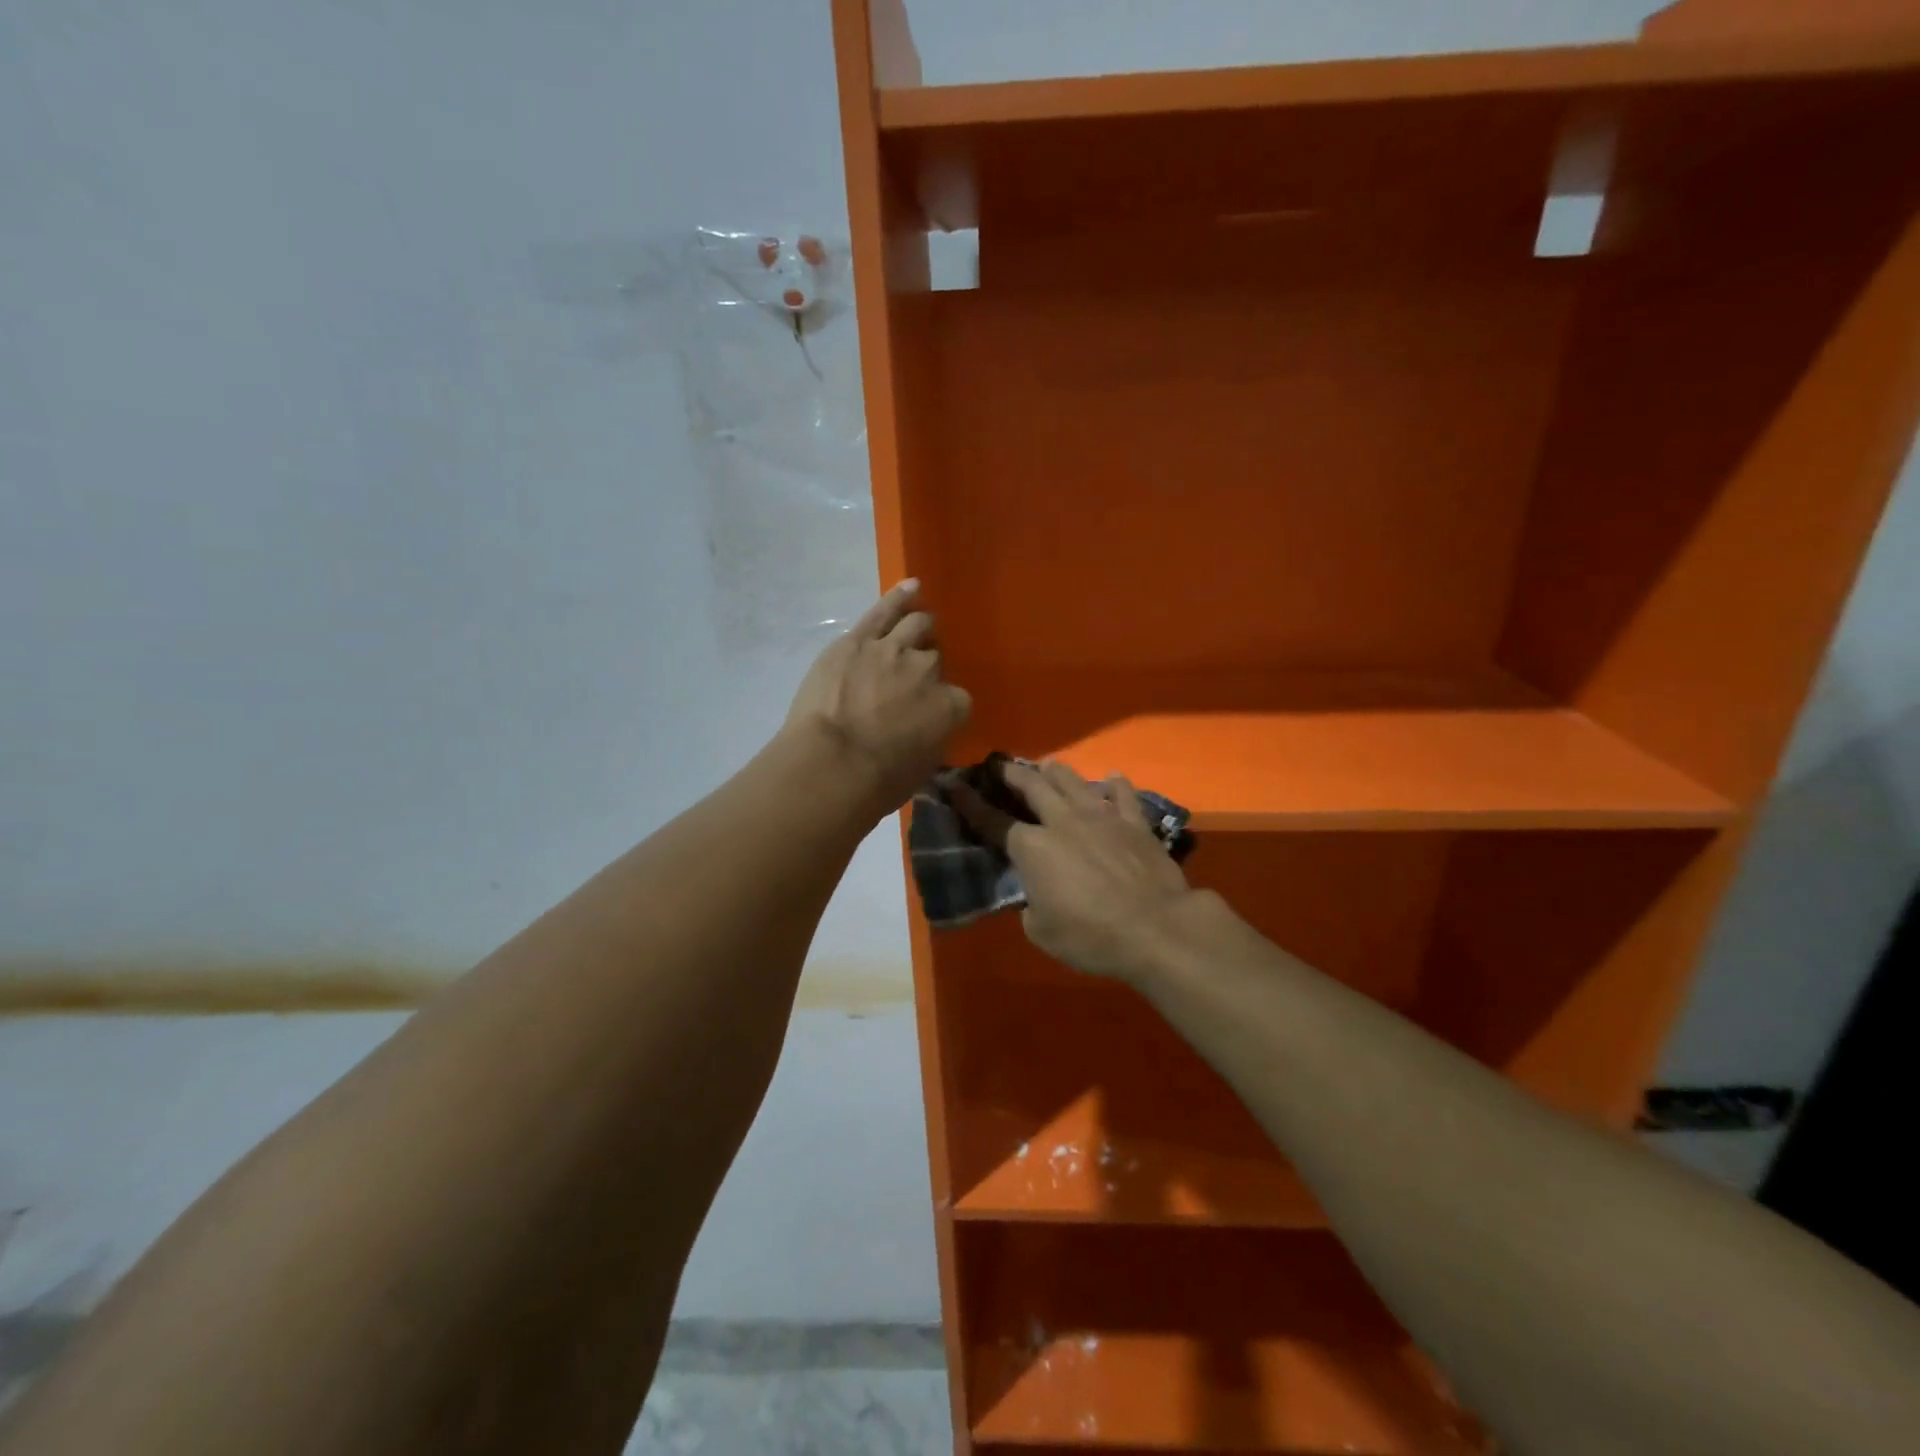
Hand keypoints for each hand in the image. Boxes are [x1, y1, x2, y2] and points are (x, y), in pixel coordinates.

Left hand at [784, 580, 971, 812]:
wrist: (832, 766)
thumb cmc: (877, 783)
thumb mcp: (920, 771)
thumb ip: (931, 743)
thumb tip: (926, 736)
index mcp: (952, 707)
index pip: (957, 700)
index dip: (943, 706)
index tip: (929, 716)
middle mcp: (929, 671)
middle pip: (935, 659)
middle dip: (927, 666)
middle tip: (915, 675)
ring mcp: (894, 650)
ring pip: (916, 626)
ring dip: (920, 625)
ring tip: (920, 622)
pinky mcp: (858, 641)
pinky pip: (884, 610)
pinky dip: (899, 596)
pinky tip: (911, 586)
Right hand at [955, 759, 1196, 980]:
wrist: (1155, 928)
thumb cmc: (1090, 936)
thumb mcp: (1041, 931)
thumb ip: (1031, 904)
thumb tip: (1036, 894)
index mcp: (1032, 848)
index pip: (992, 821)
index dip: (970, 803)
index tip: (956, 786)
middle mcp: (1062, 821)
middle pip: (1032, 786)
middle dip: (1013, 773)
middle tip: (1002, 766)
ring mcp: (1101, 817)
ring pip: (1072, 780)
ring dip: (1055, 771)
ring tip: (1047, 766)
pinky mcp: (1134, 823)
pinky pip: (1122, 794)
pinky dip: (1114, 785)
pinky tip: (1111, 779)